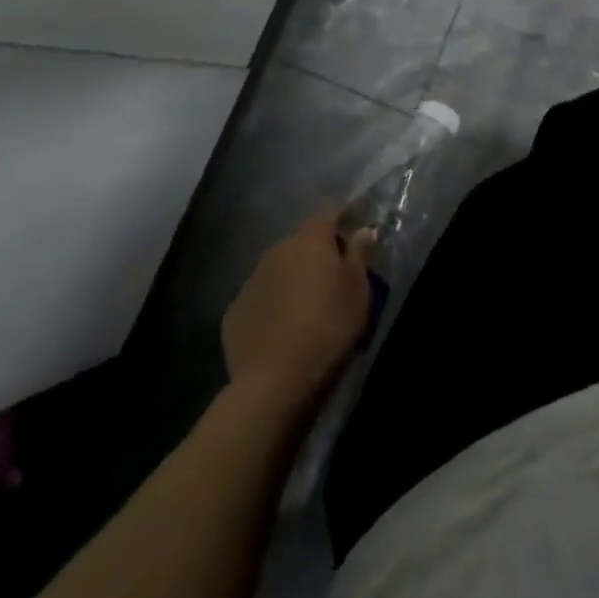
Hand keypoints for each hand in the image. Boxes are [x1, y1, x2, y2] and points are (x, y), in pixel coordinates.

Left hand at [220, 208, 375, 408]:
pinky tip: (282, 329)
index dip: (345, 221)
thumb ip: (360, 253)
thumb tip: (363, 229)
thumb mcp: (358, 290)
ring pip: (280, 270)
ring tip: (308, 307)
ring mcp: (251, 281)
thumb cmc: (328, 327)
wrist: (274, 383)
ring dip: (294, 279)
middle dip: (318, 254)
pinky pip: (261, 298)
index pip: (329, 213)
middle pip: (303, 242)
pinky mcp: (234, 312)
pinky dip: (273, 305)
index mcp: (310, 240)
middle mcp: (277, 251)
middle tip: (335, 279)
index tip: (357, 237)